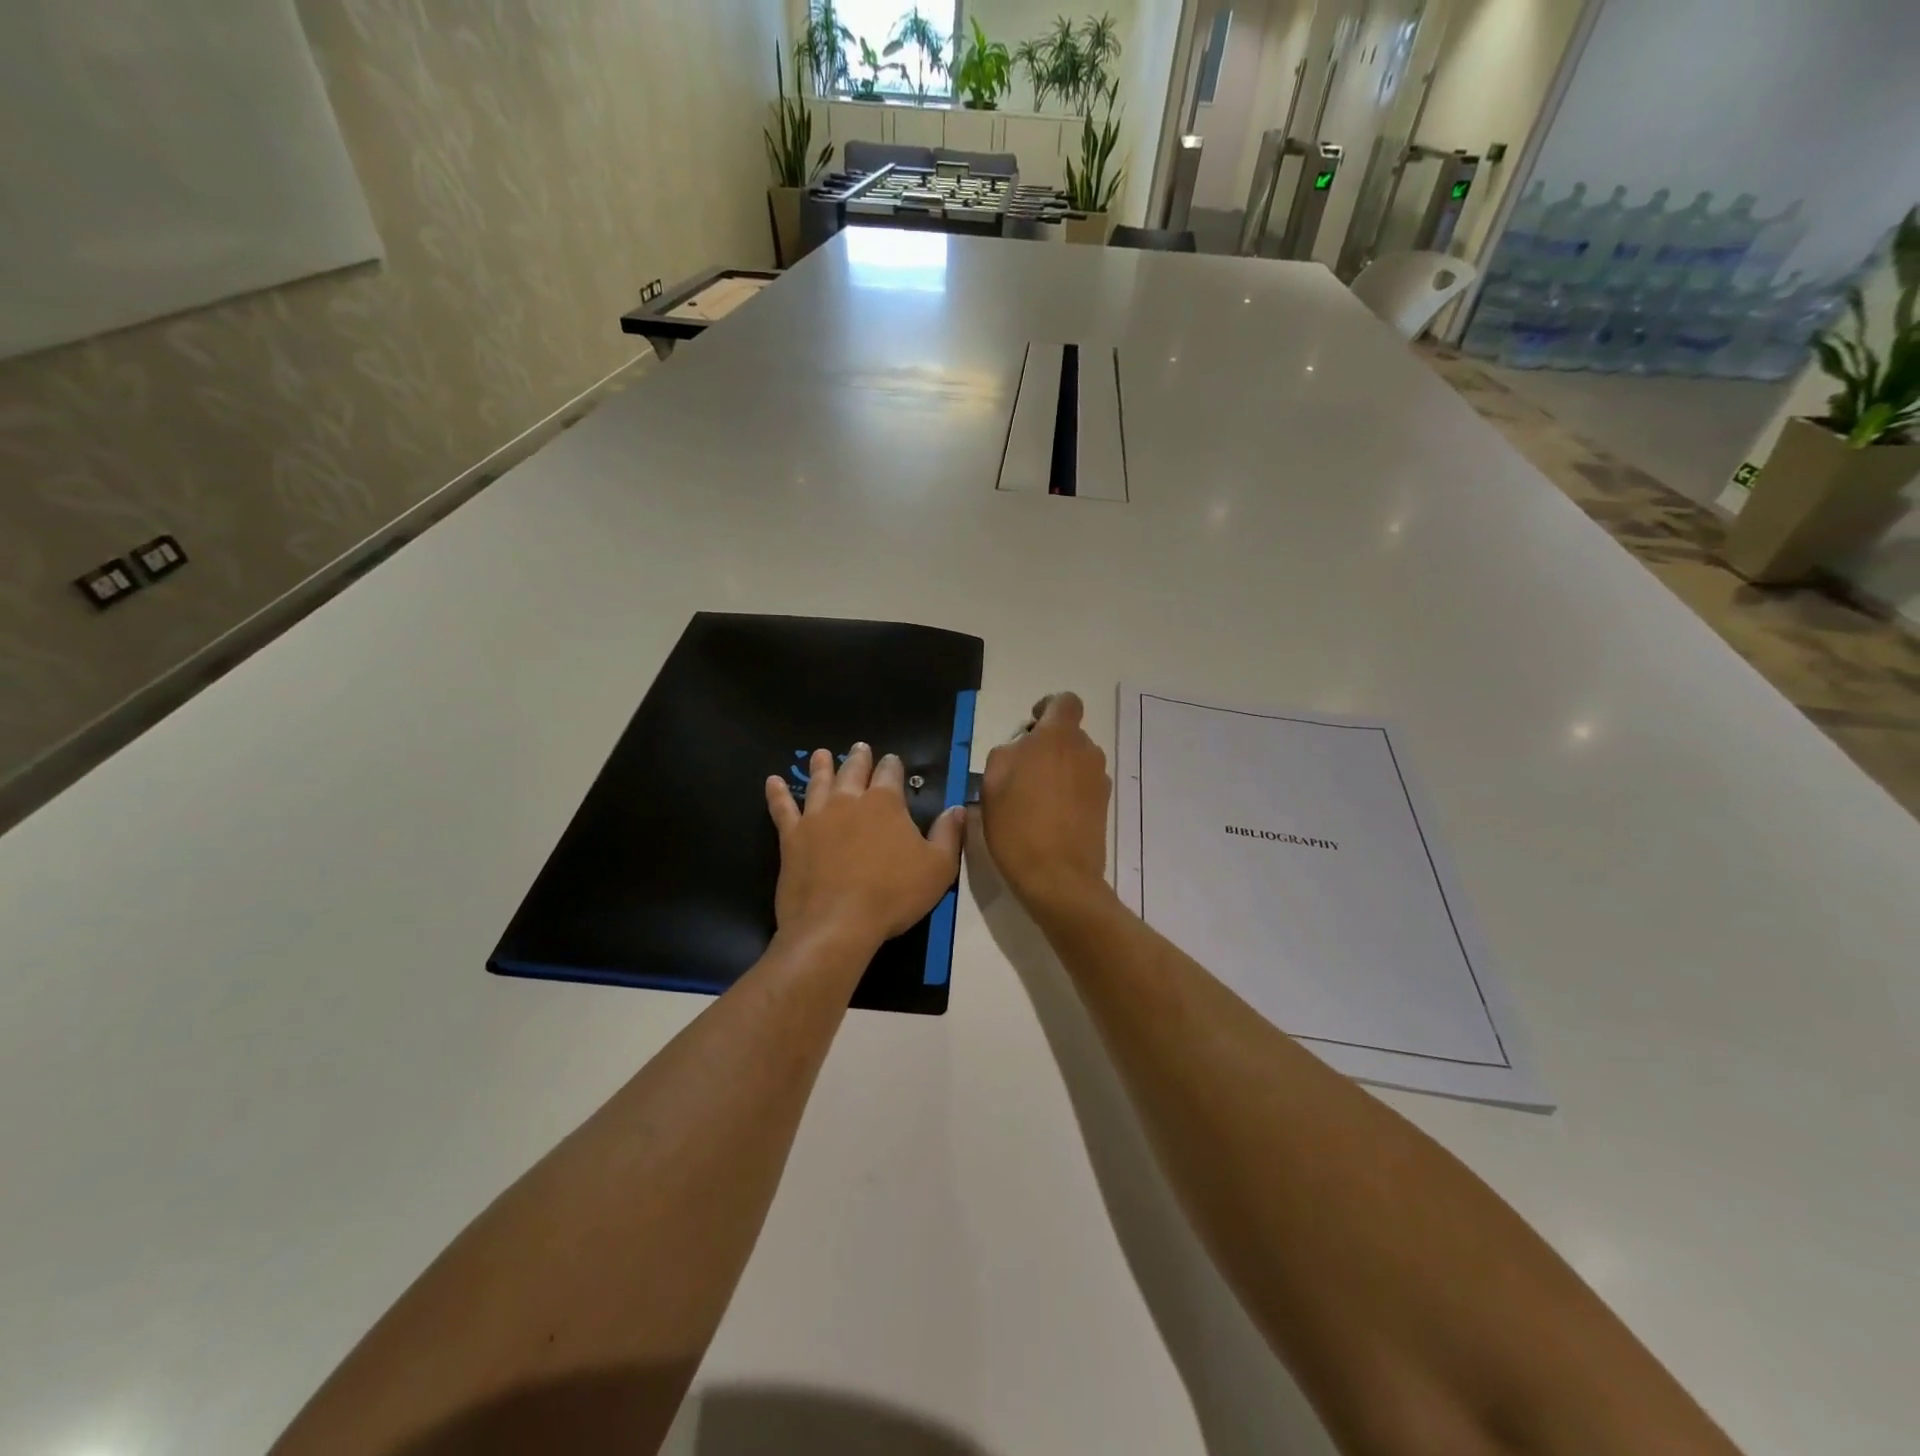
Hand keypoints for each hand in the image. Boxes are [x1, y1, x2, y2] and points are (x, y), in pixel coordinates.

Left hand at [766, 744, 965, 952]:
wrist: (837, 923)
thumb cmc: (893, 895)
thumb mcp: (938, 868)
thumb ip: (948, 835)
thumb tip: (957, 808)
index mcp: (885, 803)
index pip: (890, 773)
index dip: (892, 765)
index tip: (892, 760)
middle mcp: (849, 800)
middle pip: (853, 770)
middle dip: (859, 758)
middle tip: (859, 748)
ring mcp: (816, 817)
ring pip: (818, 782)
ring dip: (821, 766)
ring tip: (821, 754)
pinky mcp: (791, 837)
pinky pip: (782, 808)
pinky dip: (777, 793)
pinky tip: (773, 781)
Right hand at [980, 693, 1113, 912]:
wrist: (1058, 877)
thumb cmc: (1017, 825)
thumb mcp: (992, 783)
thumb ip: (1007, 753)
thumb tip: (1021, 749)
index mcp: (1057, 737)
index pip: (1064, 702)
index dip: (1047, 709)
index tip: (1029, 730)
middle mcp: (1086, 751)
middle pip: (1068, 735)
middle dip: (1047, 746)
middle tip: (1021, 774)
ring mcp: (1099, 779)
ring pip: (1075, 761)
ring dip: (1058, 770)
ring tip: (1033, 800)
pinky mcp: (1104, 805)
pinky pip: (1082, 785)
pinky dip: (1067, 792)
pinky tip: (1048, 818)